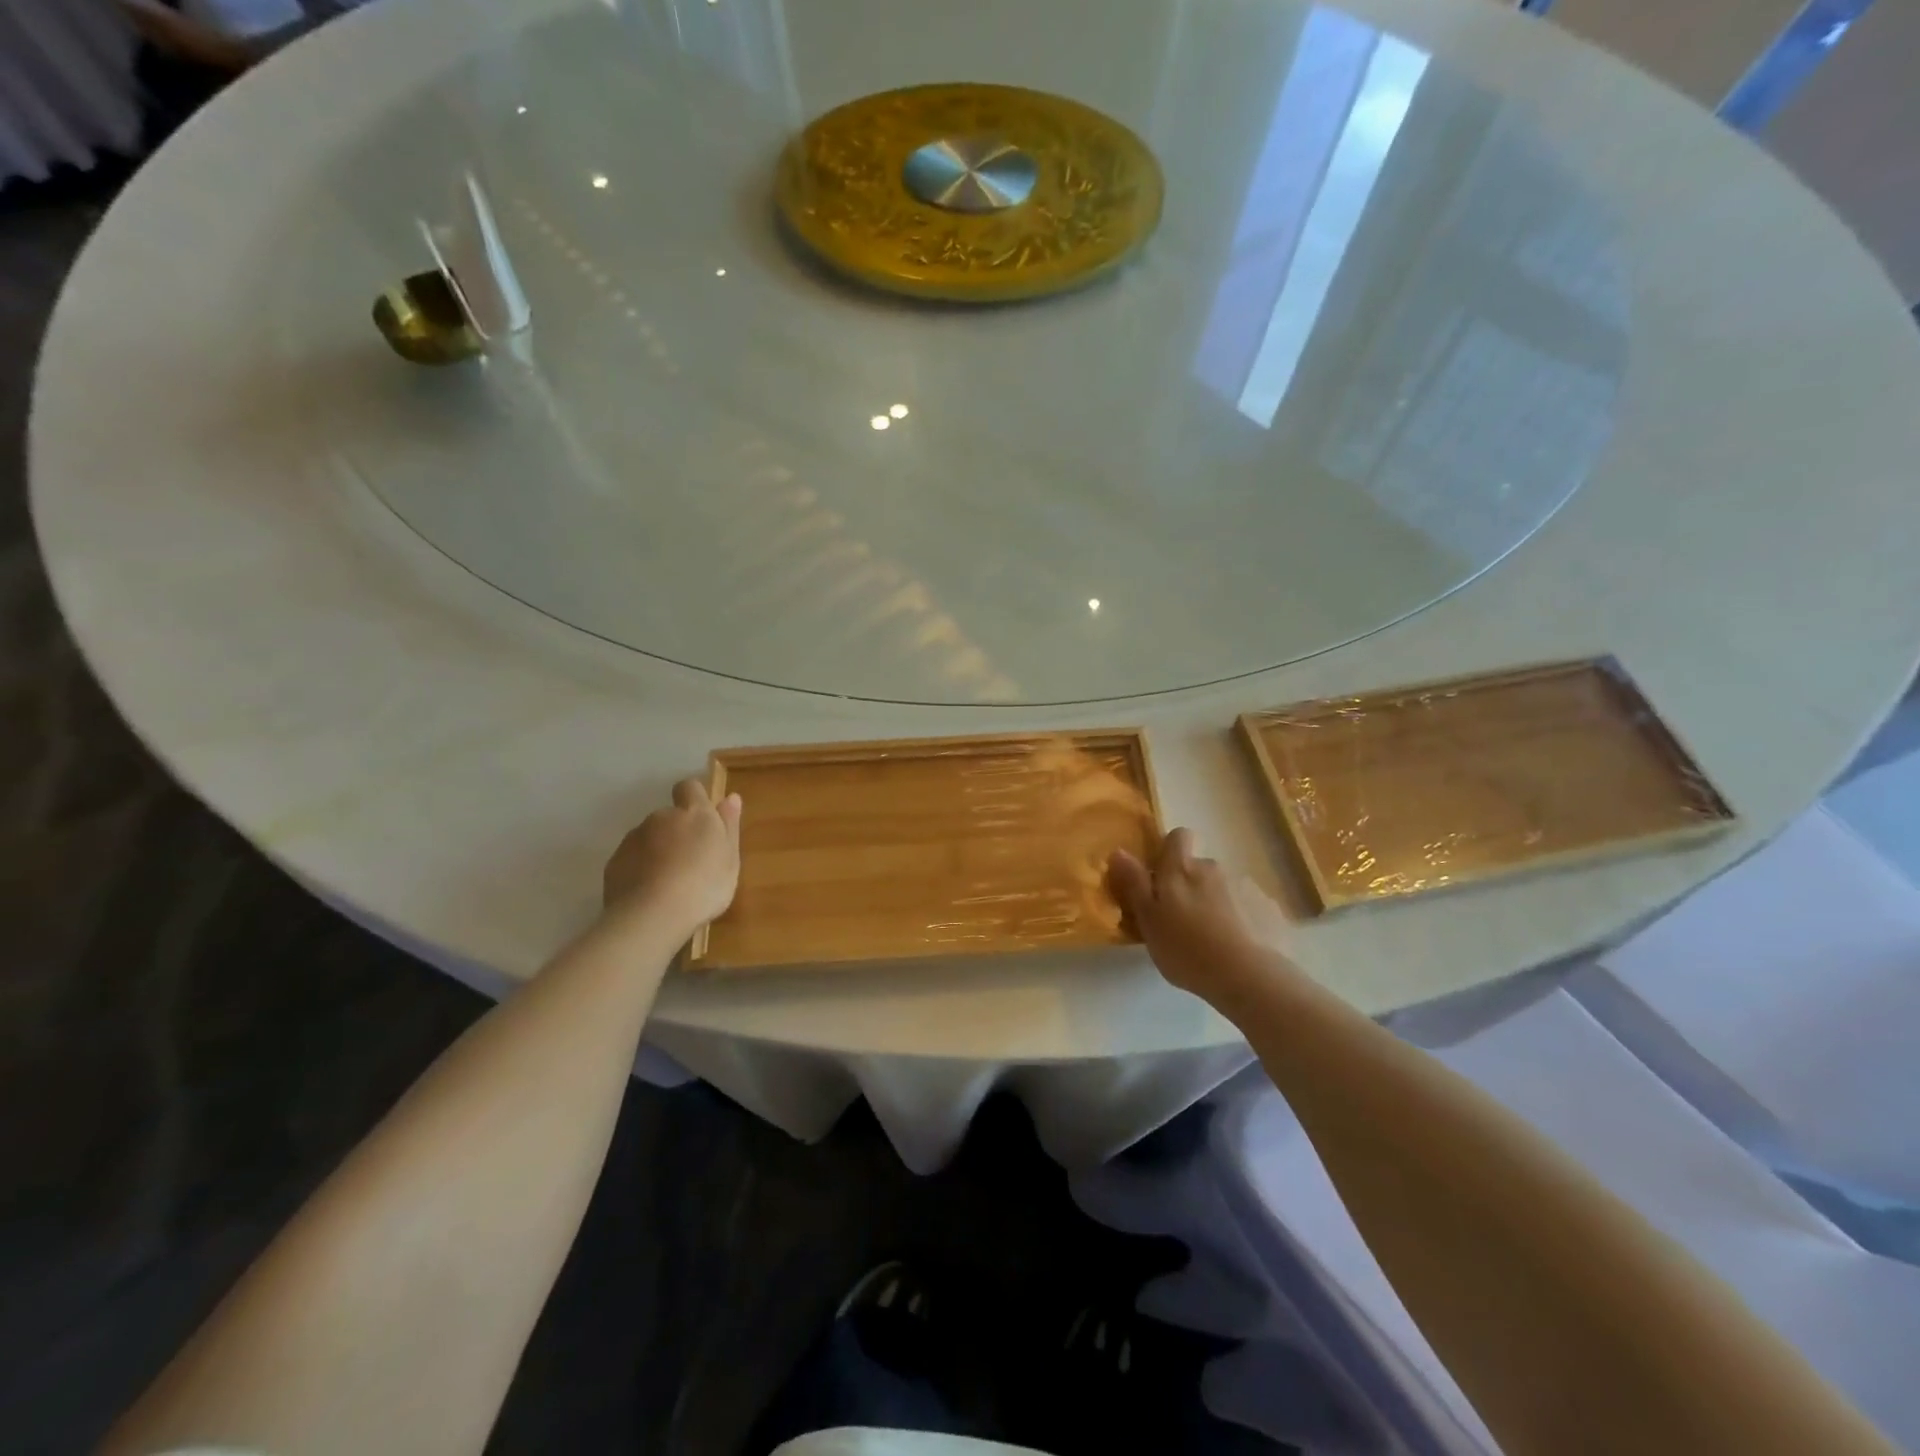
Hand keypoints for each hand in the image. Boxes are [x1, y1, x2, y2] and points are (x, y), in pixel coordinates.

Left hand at [603, 779, 741, 939]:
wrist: (652, 916)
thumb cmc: (704, 886)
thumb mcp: (730, 858)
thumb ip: (729, 826)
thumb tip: (730, 797)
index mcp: (694, 813)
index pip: (690, 787)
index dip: (695, 798)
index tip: (703, 820)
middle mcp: (661, 818)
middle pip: (669, 817)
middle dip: (678, 833)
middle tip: (691, 863)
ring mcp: (634, 838)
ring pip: (649, 838)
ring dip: (658, 851)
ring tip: (669, 884)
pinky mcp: (614, 862)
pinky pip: (632, 859)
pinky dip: (641, 869)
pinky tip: (650, 894)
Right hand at [1108, 829, 1277, 1003]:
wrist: (1249, 976)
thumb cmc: (1187, 949)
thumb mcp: (1148, 920)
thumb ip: (1134, 884)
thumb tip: (1118, 851)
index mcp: (1180, 869)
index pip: (1178, 836)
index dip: (1170, 850)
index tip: (1161, 877)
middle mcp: (1213, 868)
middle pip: (1198, 867)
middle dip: (1190, 886)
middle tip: (1182, 921)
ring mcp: (1245, 887)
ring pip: (1223, 888)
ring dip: (1215, 904)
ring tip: (1212, 941)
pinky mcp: (1268, 908)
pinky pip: (1248, 907)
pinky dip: (1241, 920)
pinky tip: (1238, 948)